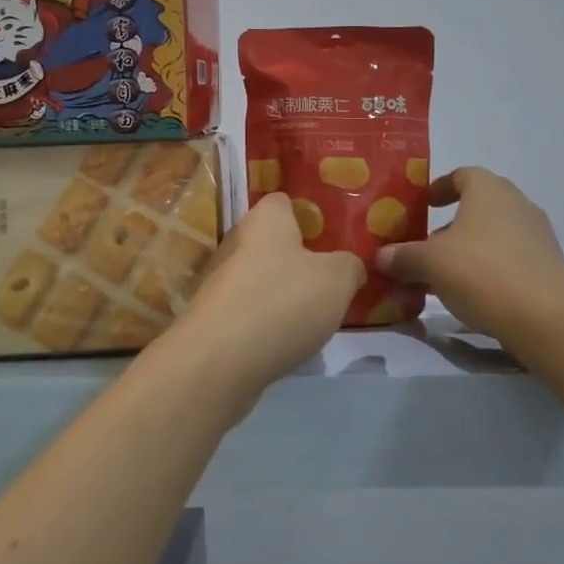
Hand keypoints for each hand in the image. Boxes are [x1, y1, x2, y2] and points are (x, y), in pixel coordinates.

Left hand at [163, 193, 363, 401]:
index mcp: (264, 220)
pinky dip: (268, 323)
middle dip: (298, 258)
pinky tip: (289, 342)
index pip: (283, 201)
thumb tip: (349, 266)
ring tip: (316, 315)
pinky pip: (249, 312)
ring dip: (283, 293)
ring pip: (260, 279)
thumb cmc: (282, 302)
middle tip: (332, 277)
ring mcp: (220, 282)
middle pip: (272, 242)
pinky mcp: (213, 320)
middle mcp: (236, 242)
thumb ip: (350, 265)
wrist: (219, 362)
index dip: (308, 213)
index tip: (333, 233)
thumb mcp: (337, 279)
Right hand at [376, 167, 563, 342]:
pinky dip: (487, 269)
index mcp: (489, 190)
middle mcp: (517, 204)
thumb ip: (403, 256)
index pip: (462, 175)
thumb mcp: (430, 263)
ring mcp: (537, 236)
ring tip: (442, 275)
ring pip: (492, 235)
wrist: (547, 318)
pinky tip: (470, 294)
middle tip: (424, 244)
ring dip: (467, 249)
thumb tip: (381, 256)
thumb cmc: (482, 272)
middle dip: (450, 223)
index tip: (422, 204)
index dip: (440, 187)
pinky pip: (508, 259)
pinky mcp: (546, 267)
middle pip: (478, 206)